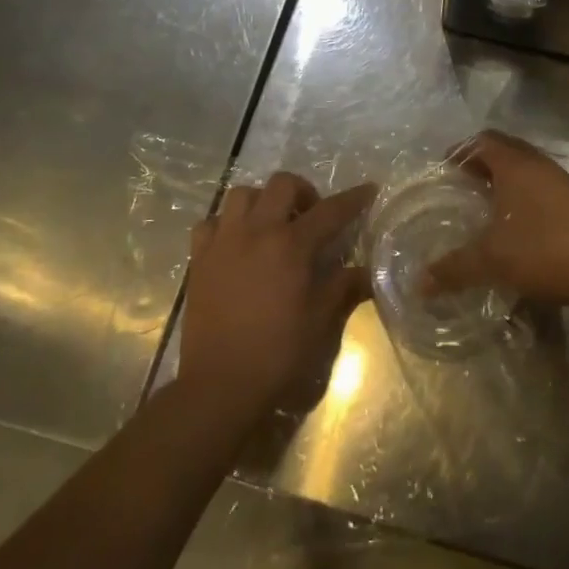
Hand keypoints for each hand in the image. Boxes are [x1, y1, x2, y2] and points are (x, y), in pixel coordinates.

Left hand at [179, 172, 372, 425]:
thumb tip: (366, 271)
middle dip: (303, 191)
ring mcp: (224, 241)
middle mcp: (257, 231)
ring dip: (262, 201)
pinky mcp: (200, 258)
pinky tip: (234, 243)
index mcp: (292, 245)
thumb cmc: (278, 353)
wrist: (220, 384)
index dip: (353, 198)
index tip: (369, 189)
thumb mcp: (320, 321)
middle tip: (311, 215)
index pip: (330, 211)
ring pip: (242, 194)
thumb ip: (344, 287)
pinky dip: (224, 224)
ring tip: (271, 224)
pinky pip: (210, 222)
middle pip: (282, 184)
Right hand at [424, 130, 568, 307]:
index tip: (444, 167)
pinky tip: (517, 225)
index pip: (483, 141)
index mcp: (515, 165)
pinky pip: (541, 187)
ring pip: (525, 169)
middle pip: (505, 150)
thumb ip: (454, 268)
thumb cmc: (544, 250)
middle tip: (461, 183)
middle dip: (481, 162)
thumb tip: (420, 284)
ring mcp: (561, 182)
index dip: (461, 150)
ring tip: (486, 205)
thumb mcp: (492, 260)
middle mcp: (538, 164)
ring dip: (504, 180)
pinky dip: (523, 196)